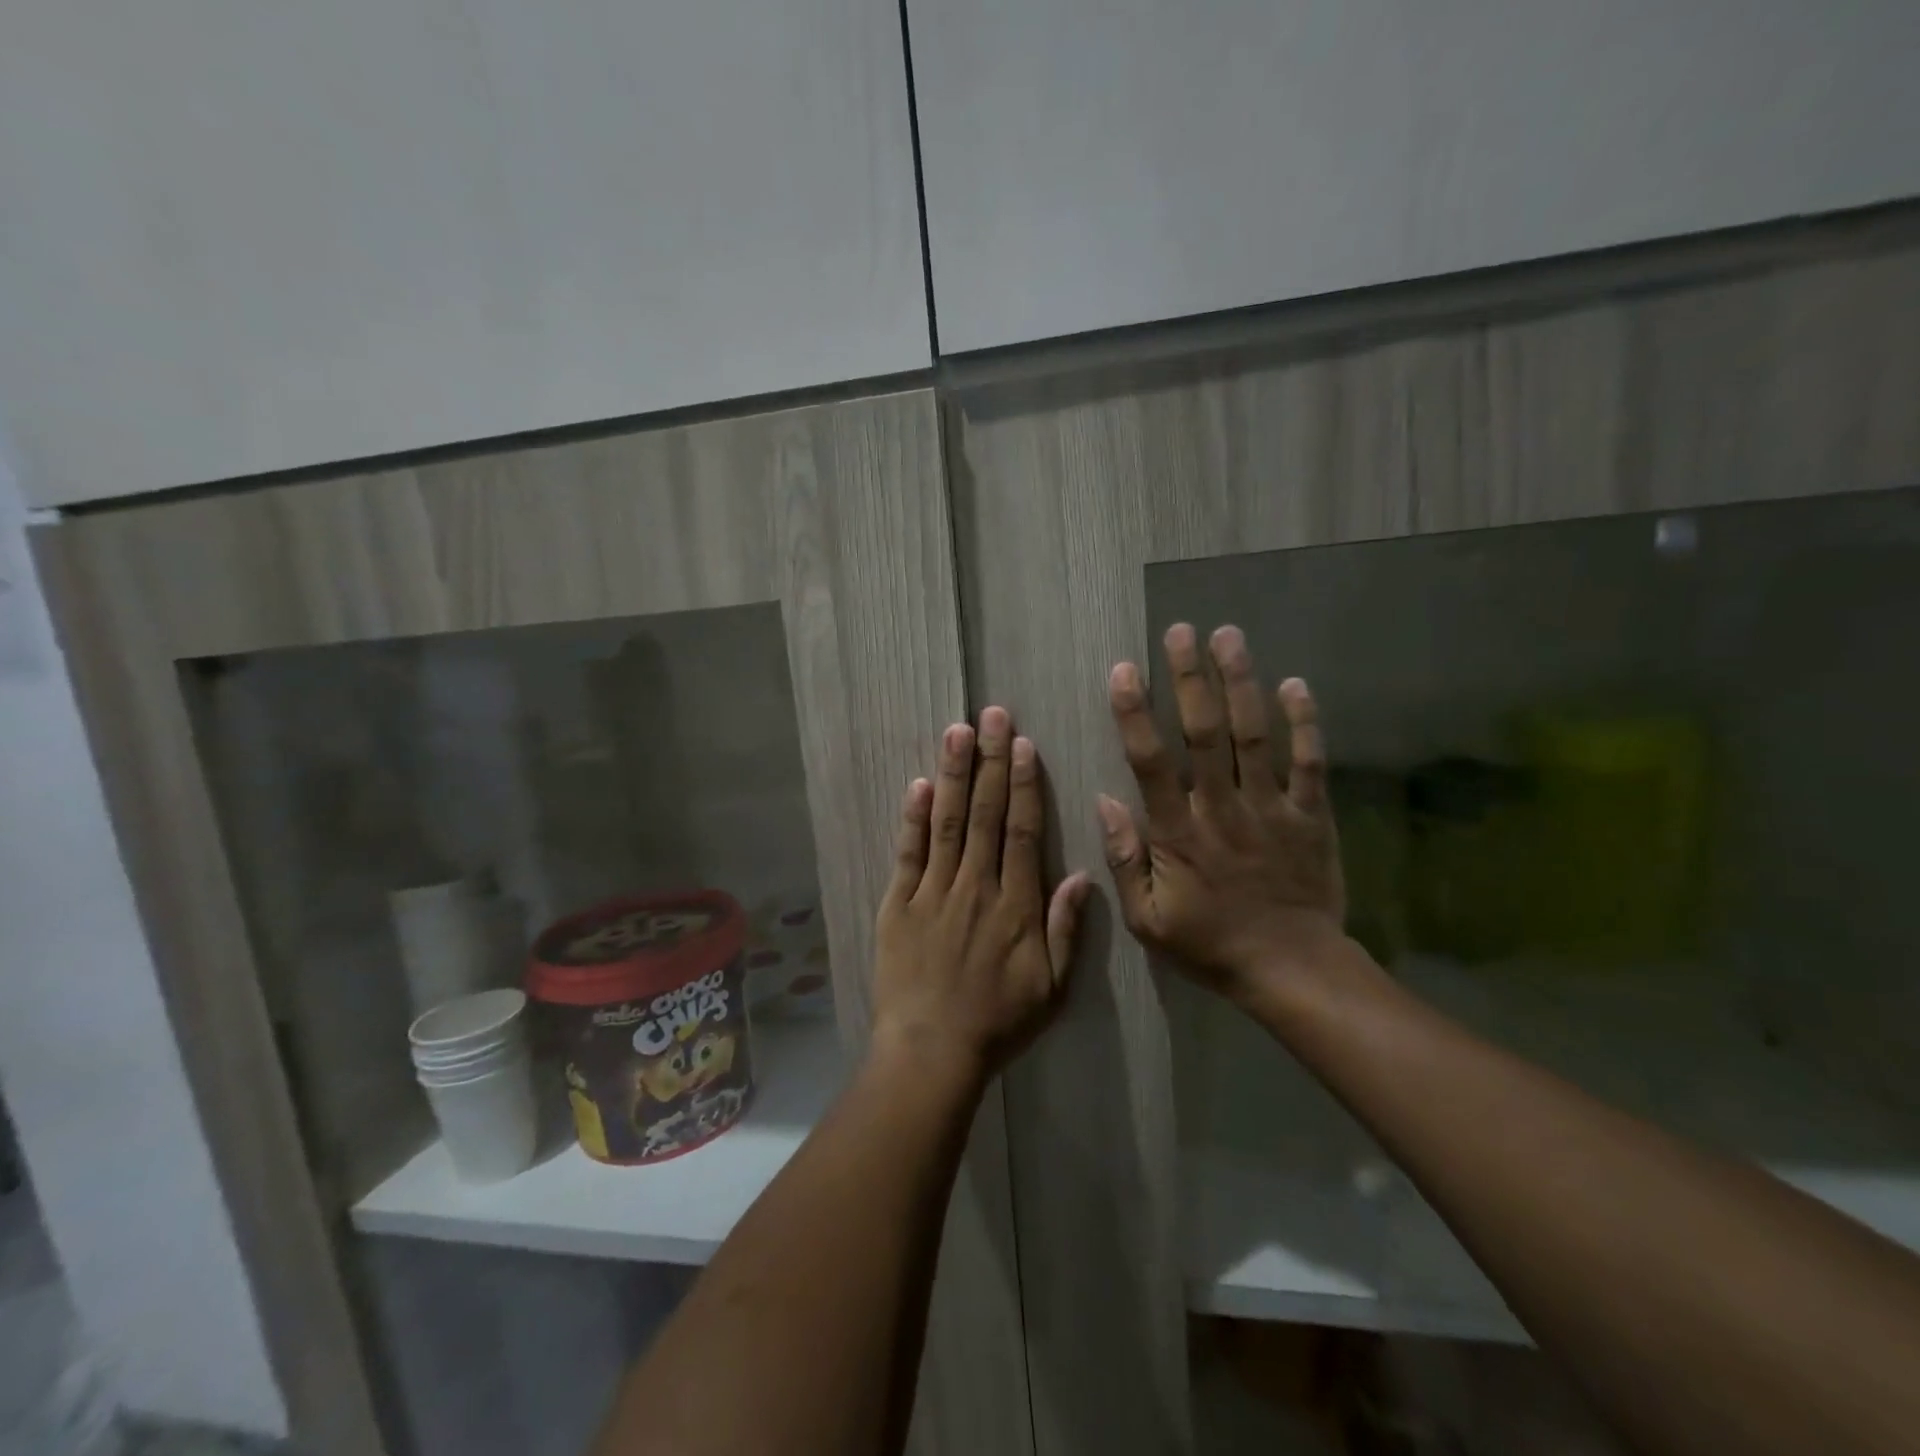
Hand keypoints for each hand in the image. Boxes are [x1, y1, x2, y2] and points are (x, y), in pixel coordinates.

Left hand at [874, 707, 1090, 1081]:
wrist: (932, 1052)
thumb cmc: (998, 1022)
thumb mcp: (1051, 986)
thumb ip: (1066, 928)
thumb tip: (1080, 874)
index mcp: (1016, 905)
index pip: (1021, 831)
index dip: (1024, 784)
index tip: (1024, 744)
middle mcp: (976, 886)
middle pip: (984, 813)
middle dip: (990, 761)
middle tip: (992, 715)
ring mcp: (933, 892)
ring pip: (946, 822)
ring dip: (952, 774)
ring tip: (957, 731)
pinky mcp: (898, 903)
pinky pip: (907, 853)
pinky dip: (912, 818)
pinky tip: (918, 784)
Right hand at [1097, 624, 1345, 1002]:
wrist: (1292, 970)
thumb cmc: (1210, 944)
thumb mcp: (1147, 920)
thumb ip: (1124, 859)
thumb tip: (1105, 801)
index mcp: (1179, 833)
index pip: (1151, 763)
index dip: (1135, 713)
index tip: (1125, 670)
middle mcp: (1222, 809)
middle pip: (1204, 733)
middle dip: (1190, 678)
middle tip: (1180, 632)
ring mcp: (1271, 809)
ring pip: (1253, 736)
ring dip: (1240, 683)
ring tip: (1229, 637)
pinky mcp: (1310, 816)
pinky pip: (1309, 764)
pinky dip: (1305, 724)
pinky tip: (1295, 685)